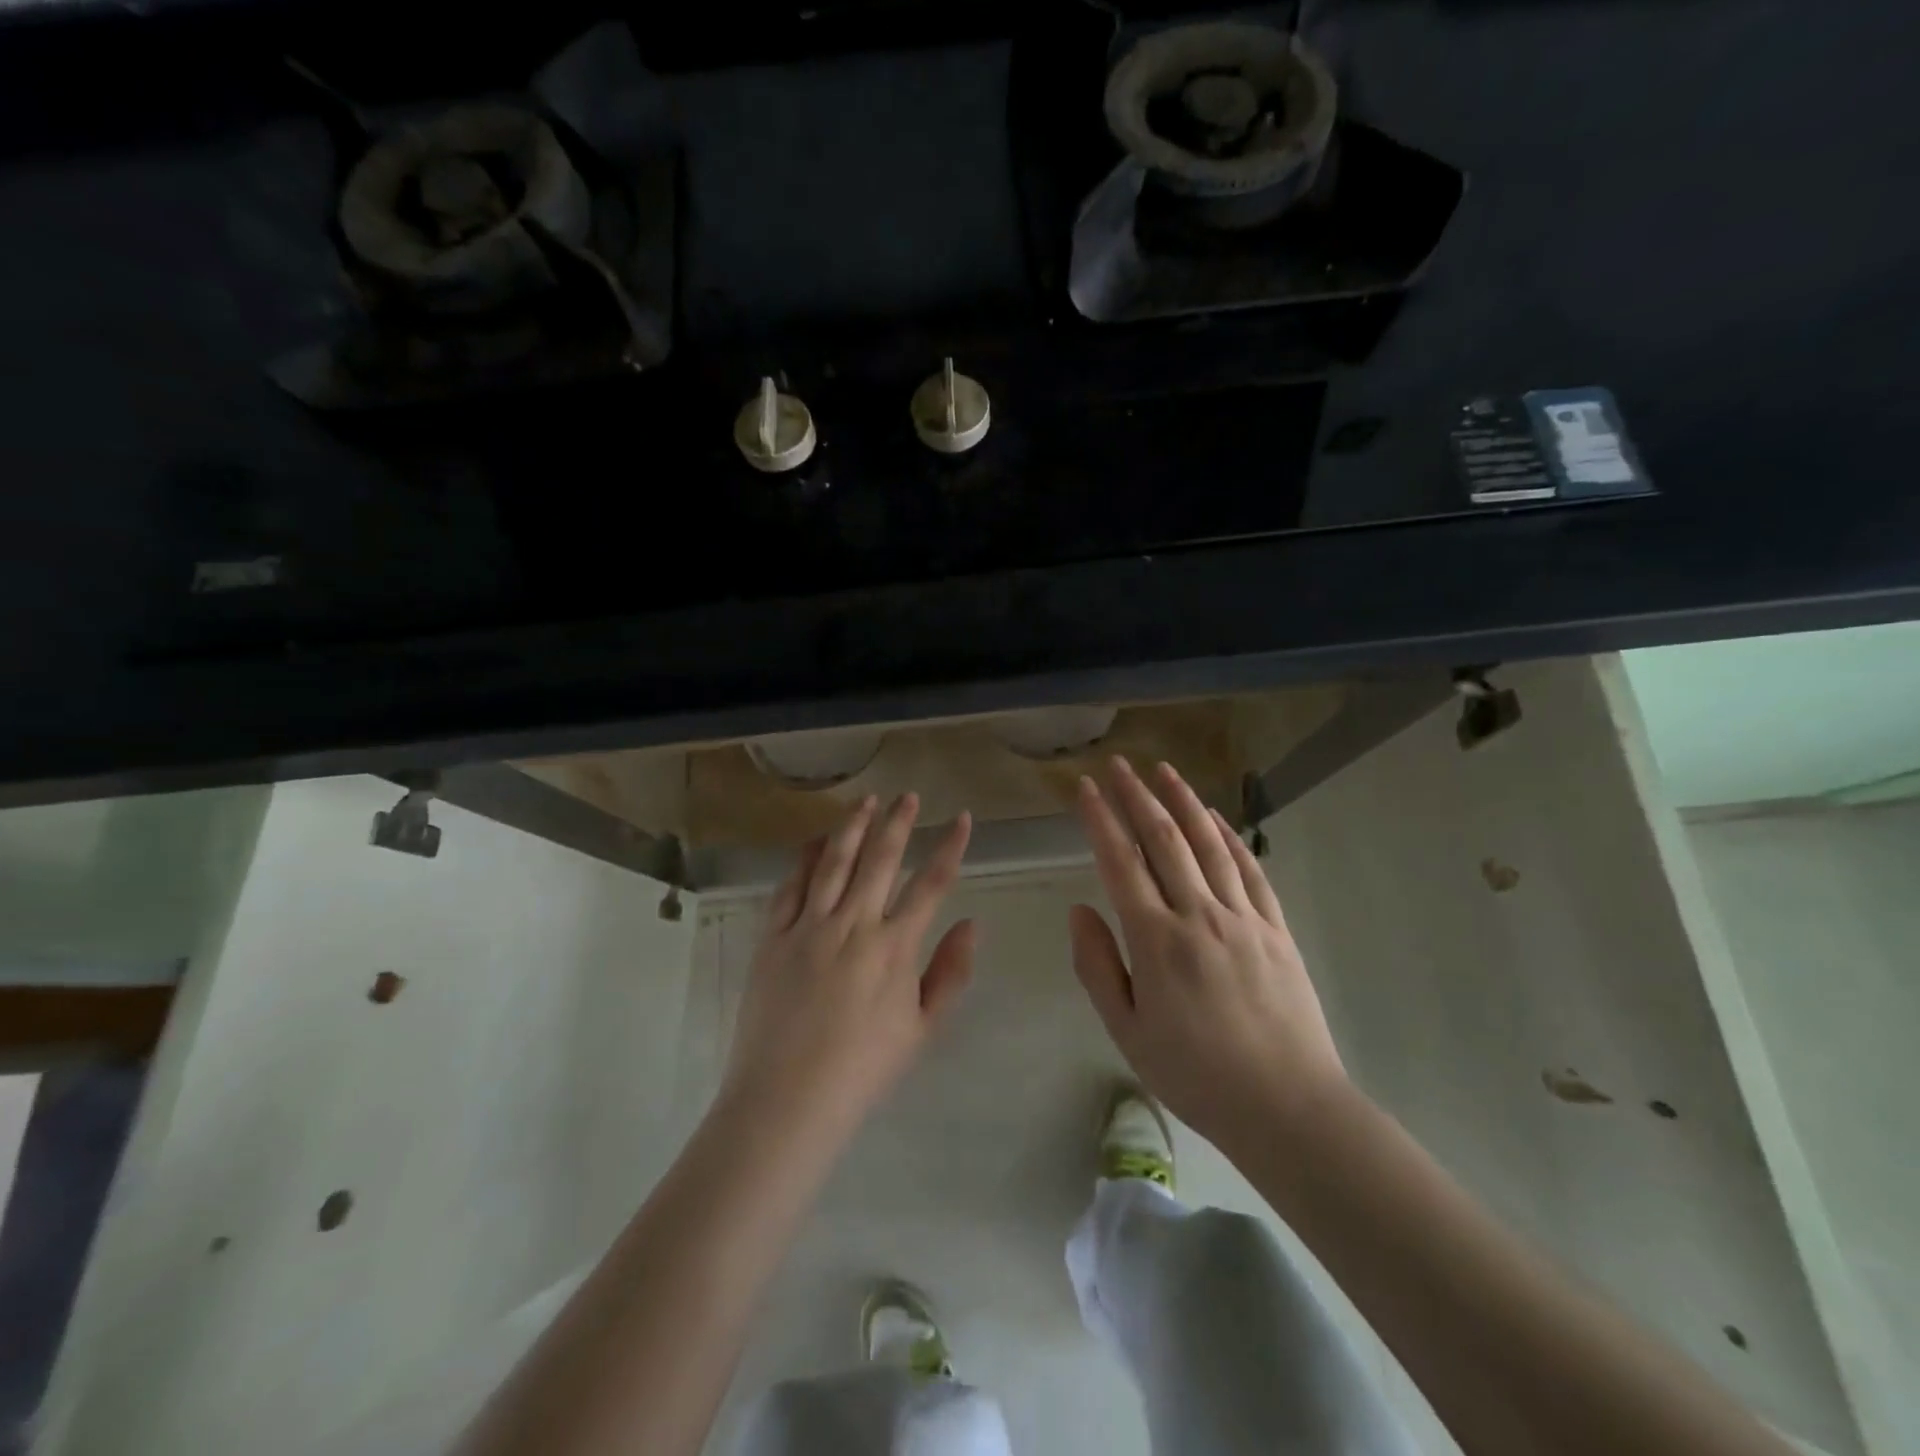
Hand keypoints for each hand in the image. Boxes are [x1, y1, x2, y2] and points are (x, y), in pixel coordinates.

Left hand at [722, 794, 974, 1139]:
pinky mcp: (773, 936)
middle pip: (881, 859)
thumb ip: (951, 972)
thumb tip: (973, 922)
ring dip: (853, 827)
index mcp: (895, 946)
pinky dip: (804, 859)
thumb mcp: (923, 1029)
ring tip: (865, 801)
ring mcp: (809, 926)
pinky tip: (814, 841)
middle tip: (908, 796)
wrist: (788, 1098)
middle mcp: (854, 924)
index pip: (932, 883)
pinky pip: (790, 886)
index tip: (962, 818)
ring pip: (835, 861)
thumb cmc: (864, 1069)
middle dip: (899, 822)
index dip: (951, 846)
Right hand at [1070, 759, 1347, 1151]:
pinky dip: (1230, 837)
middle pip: (1163, 840)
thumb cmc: (1197, 1076)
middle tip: (1117, 764)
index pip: (1120, 863)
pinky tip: (1216, 818)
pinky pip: (1250, 870)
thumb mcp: (1128, 1032)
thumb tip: (1080, 910)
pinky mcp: (1276, 929)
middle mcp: (1199, 915)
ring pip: (1208, 844)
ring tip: (1163, 770)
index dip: (1099, 820)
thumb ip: (1098, 966)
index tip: (1084, 788)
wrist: (1288, 1108)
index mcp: (1156, 941)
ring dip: (1183, 802)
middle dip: (1136, 796)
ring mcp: (1243, 918)